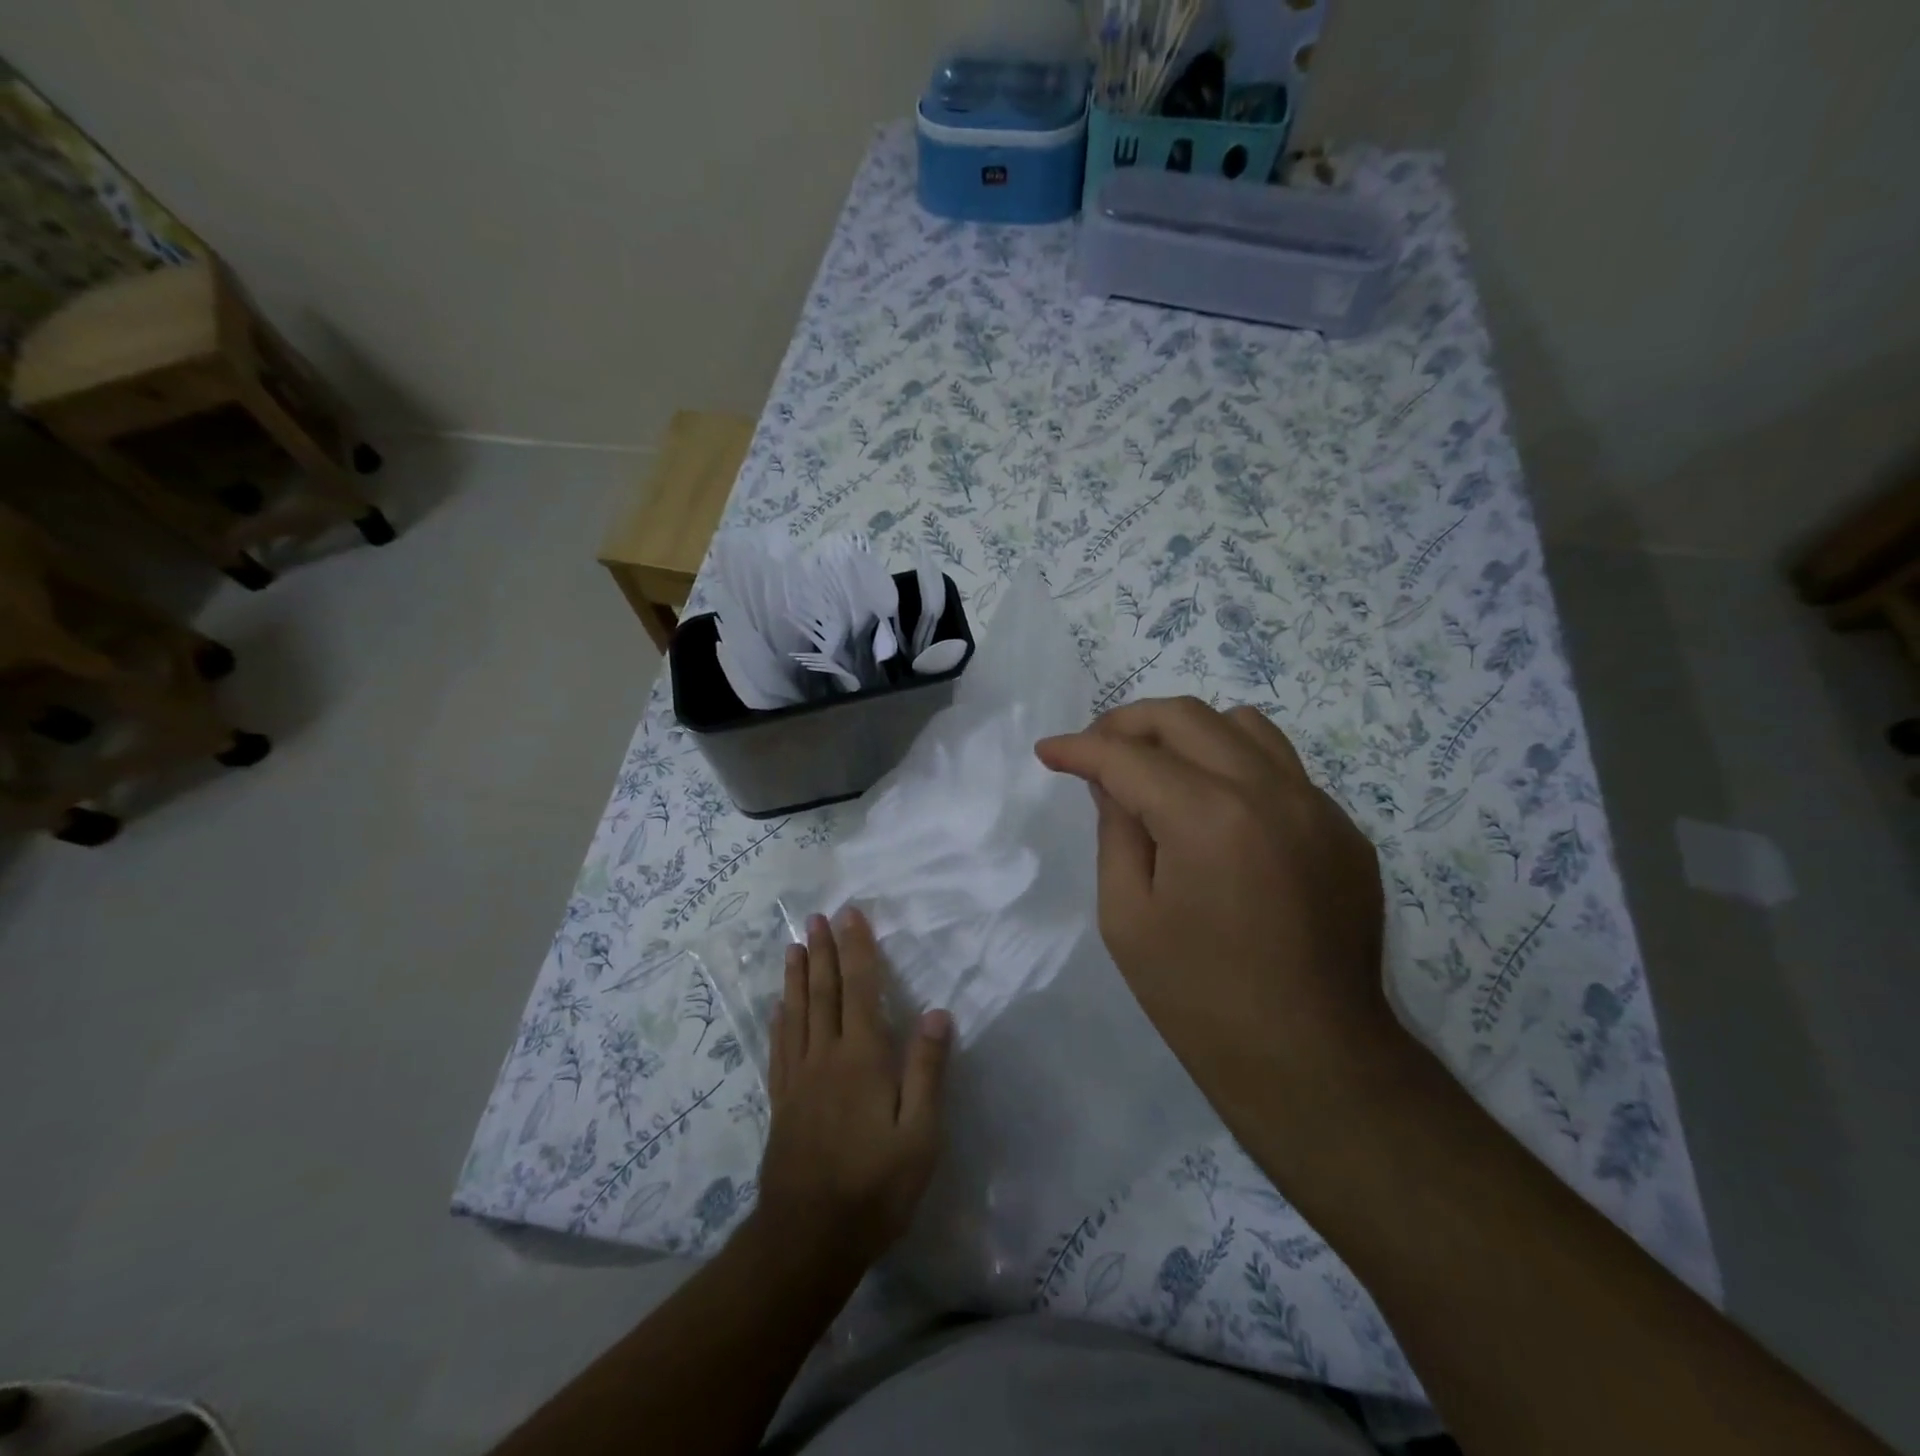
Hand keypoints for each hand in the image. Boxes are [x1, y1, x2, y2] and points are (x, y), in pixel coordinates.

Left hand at [754, 907, 951, 1274]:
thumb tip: (936, 1012)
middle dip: (823, 951)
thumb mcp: (920, 1136)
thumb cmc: (875, 1187)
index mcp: (862, 1058)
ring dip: (796, 975)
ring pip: (797, 1012)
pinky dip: (779, 1019)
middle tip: (817, 917)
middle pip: (824, 992)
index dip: (856, 948)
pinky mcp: (782, 1101)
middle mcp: (826, 1056)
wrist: (808, 1238)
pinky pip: (779, 1047)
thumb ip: (927, 1071)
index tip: (851, 914)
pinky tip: (777, 1007)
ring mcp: (799, 1078)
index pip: (860, 988)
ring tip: (794, 945)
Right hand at [1036, 697, 1410, 1140]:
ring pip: (1243, 726)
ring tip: (1157, 768)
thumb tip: (1110, 780)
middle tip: (1095, 751)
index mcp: (1208, 817)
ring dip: (1187, 734)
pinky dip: (1234, 768)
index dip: (1078, 748)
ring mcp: (1317, 806)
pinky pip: (1281, 769)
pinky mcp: (1343, 829)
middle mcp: (1269, 791)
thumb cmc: (1200, 998)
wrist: (1312, 1059)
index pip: (1128, 756)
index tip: (1048, 751)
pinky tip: (1216, 815)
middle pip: (1186, 717)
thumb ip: (1115, 831)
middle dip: (1127, 723)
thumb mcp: (1127, 917)